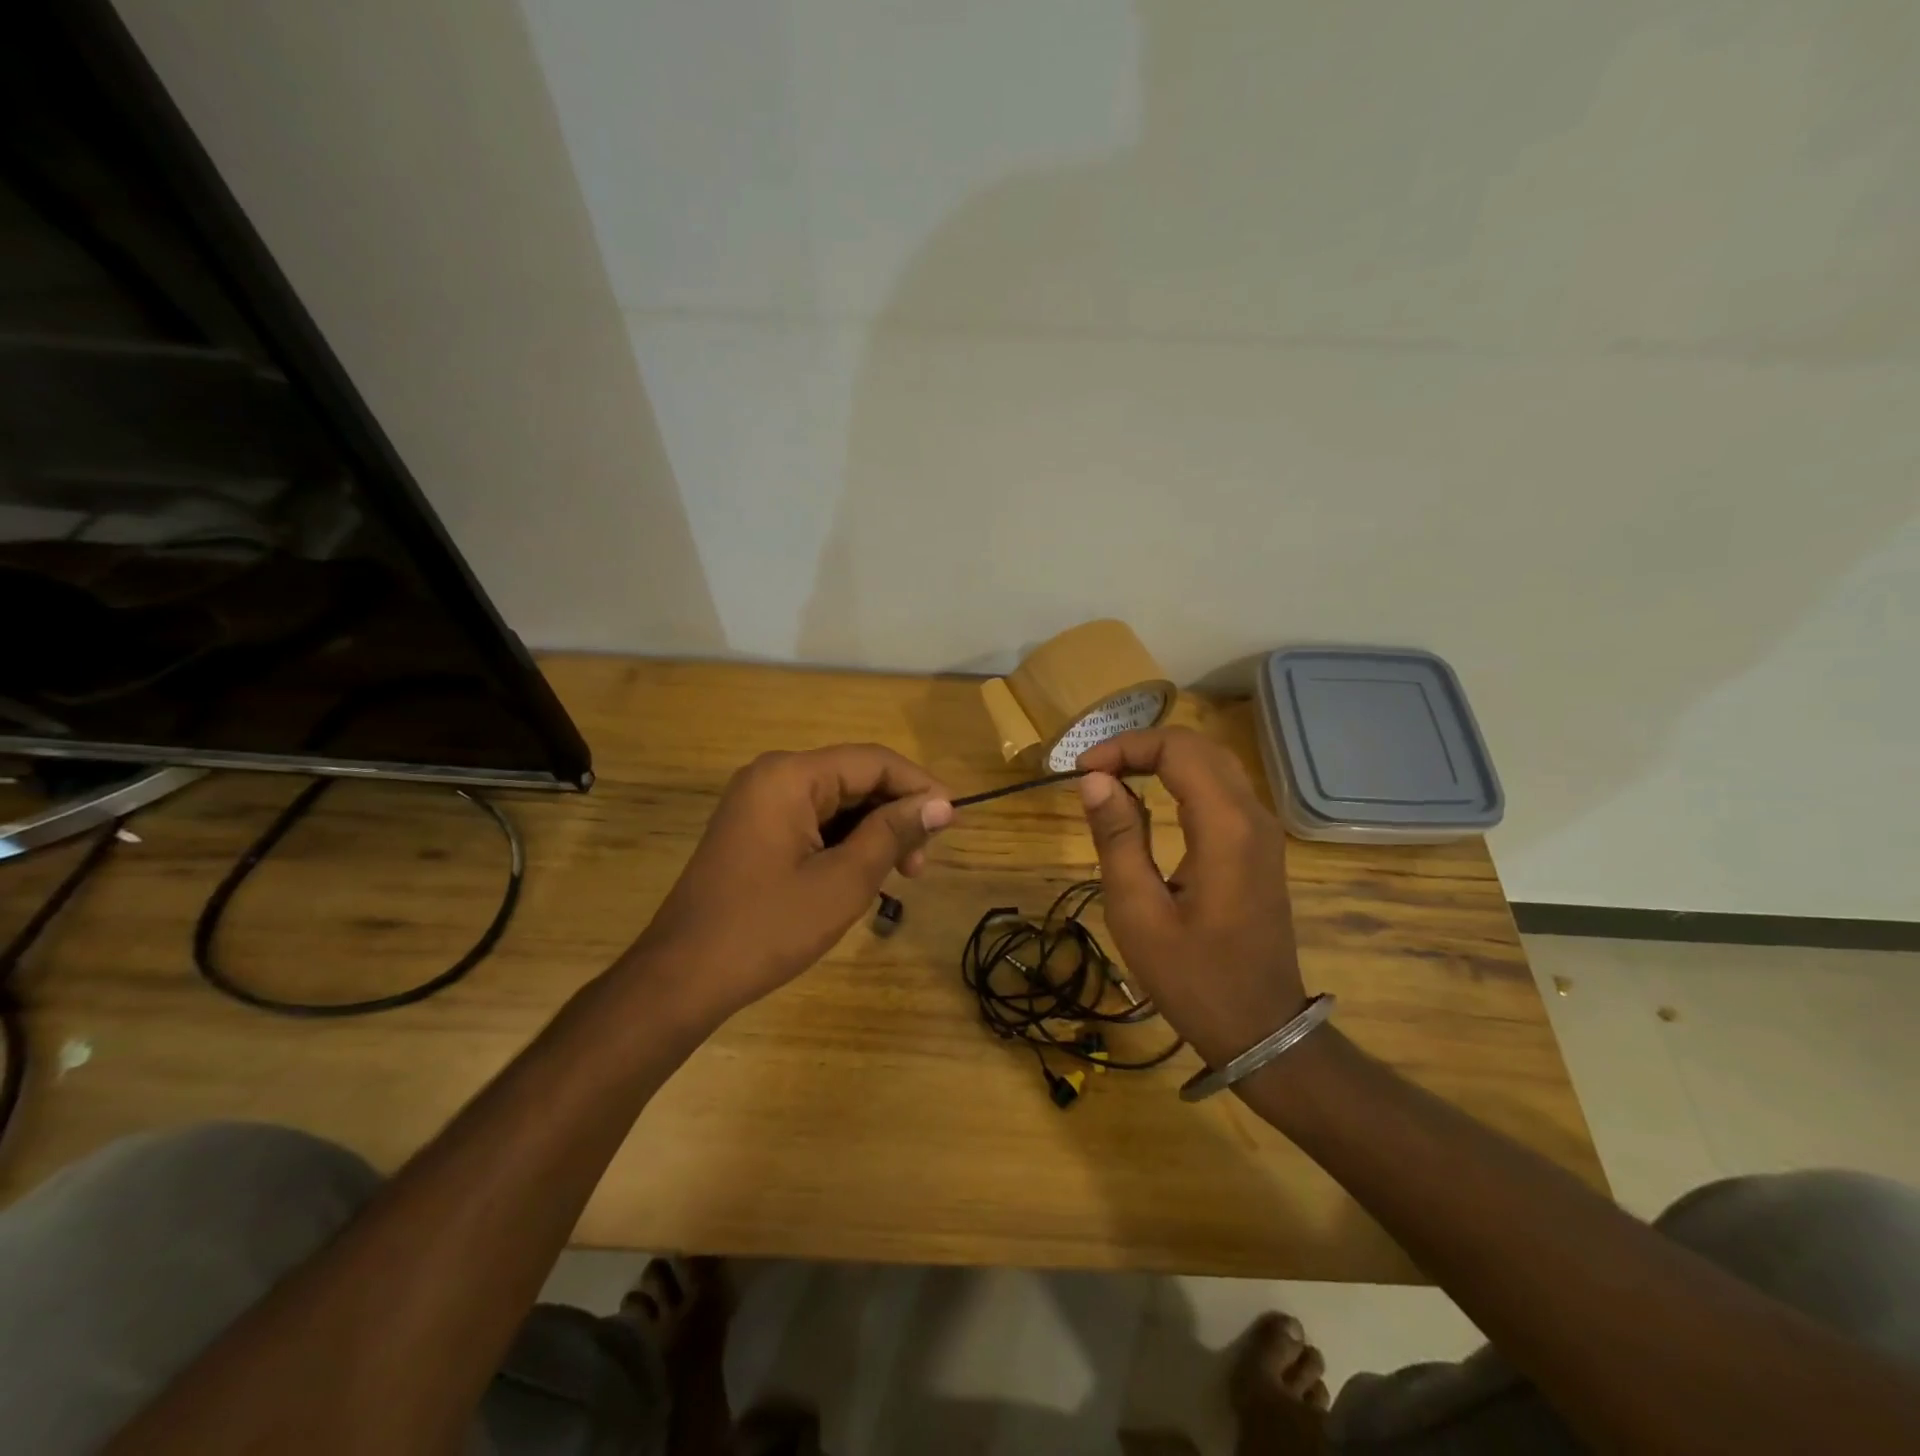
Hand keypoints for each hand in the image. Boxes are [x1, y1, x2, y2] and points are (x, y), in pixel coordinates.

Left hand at [626, 744, 952, 1027]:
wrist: (683, 977)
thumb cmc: (768, 927)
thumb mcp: (844, 881)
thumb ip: (894, 832)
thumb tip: (942, 804)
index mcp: (791, 776)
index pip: (874, 762)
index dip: (921, 787)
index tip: (955, 823)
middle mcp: (772, 775)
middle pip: (855, 778)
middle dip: (896, 815)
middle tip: (920, 866)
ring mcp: (759, 802)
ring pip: (837, 802)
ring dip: (873, 832)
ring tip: (898, 877)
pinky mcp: (754, 829)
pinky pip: (813, 821)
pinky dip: (845, 843)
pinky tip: (862, 875)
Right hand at [1076, 726, 1305, 1068]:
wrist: (1261, 1028)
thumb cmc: (1194, 978)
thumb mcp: (1139, 913)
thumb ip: (1117, 839)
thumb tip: (1095, 781)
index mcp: (1225, 828)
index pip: (1177, 749)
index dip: (1125, 747)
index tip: (1082, 772)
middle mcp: (1253, 816)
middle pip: (1198, 746)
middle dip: (1140, 746)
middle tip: (1093, 773)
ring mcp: (1263, 830)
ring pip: (1212, 762)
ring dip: (1161, 759)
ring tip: (1113, 779)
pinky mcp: (1260, 845)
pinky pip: (1221, 788)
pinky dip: (1181, 779)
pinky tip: (1149, 799)